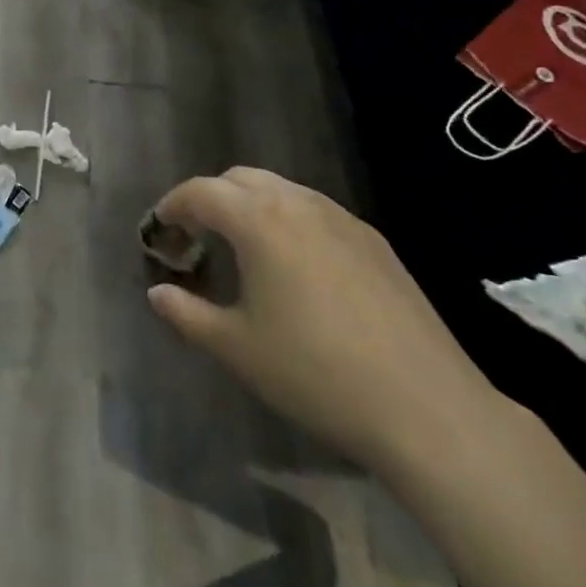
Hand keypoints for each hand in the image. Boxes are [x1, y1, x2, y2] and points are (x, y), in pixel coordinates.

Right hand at [147, 167, 506, 471]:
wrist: (427, 408)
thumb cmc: (316, 374)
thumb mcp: (237, 348)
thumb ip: (187, 314)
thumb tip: (158, 293)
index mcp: (259, 221)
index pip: (201, 192)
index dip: (173, 205)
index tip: (161, 228)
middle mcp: (300, 204)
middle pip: (241, 179)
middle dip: (211, 198)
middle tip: (198, 236)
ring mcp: (343, 219)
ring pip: (282, 189)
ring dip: (251, 205)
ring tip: (243, 247)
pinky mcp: (375, 242)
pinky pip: (317, 210)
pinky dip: (289, 219)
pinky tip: (296, 265)